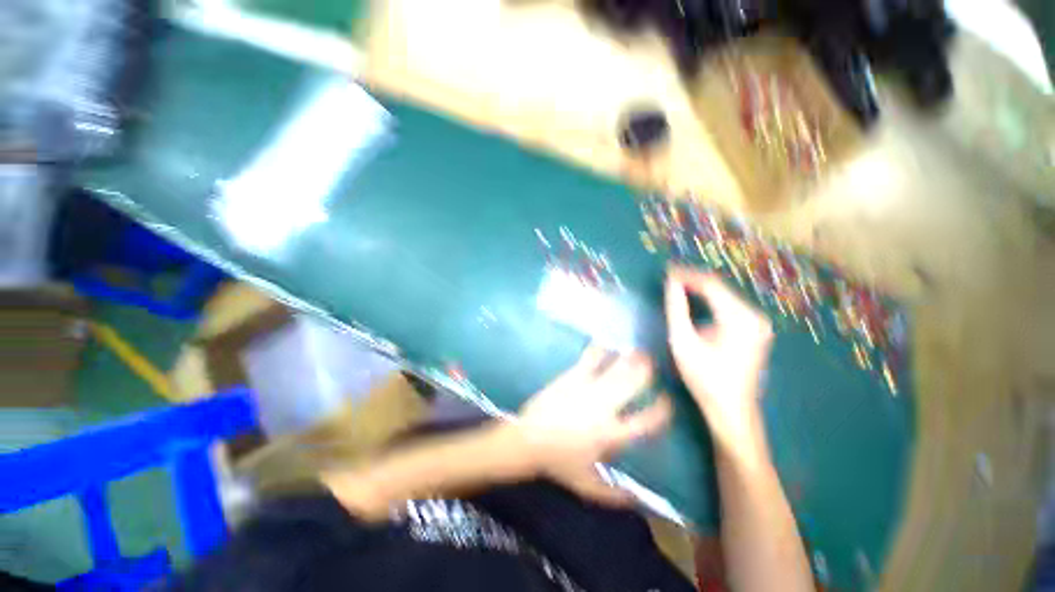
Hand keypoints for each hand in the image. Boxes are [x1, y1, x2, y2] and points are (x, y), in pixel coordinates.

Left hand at [515, 347, 671, 505]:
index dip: (662, 411)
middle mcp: (604, 408)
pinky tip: (607, 344)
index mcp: (611, 435)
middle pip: (633, 385)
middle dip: (647, 372)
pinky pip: (589, 359)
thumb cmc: (557, 463)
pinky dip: (600, 350)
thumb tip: (637, 499)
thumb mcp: (587, 487)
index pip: (646, 421)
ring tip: (638, 351)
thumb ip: (614, 495)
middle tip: (654, 363)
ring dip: (629, 358)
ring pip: (615, 369)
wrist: (527, 440)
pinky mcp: (571, 377)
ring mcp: (587, 388)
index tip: (668, 401)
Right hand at [664, 267, 772, 456]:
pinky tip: (694, 304)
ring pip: (724, 297)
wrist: (731, 410)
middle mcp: (755, 316)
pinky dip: (709, 303)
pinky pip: (729, 308)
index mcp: (740, 318)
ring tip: (677, 288)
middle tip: (669, 279)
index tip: (667, 271)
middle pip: (719, 289)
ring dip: (700, 292)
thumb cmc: (704, 378)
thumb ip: (676, 309)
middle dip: (693, 282)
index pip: (711, 285)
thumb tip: (671, 283)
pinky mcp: (755, 331)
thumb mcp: (683, 342)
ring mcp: (758, 324)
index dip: (687, 276)